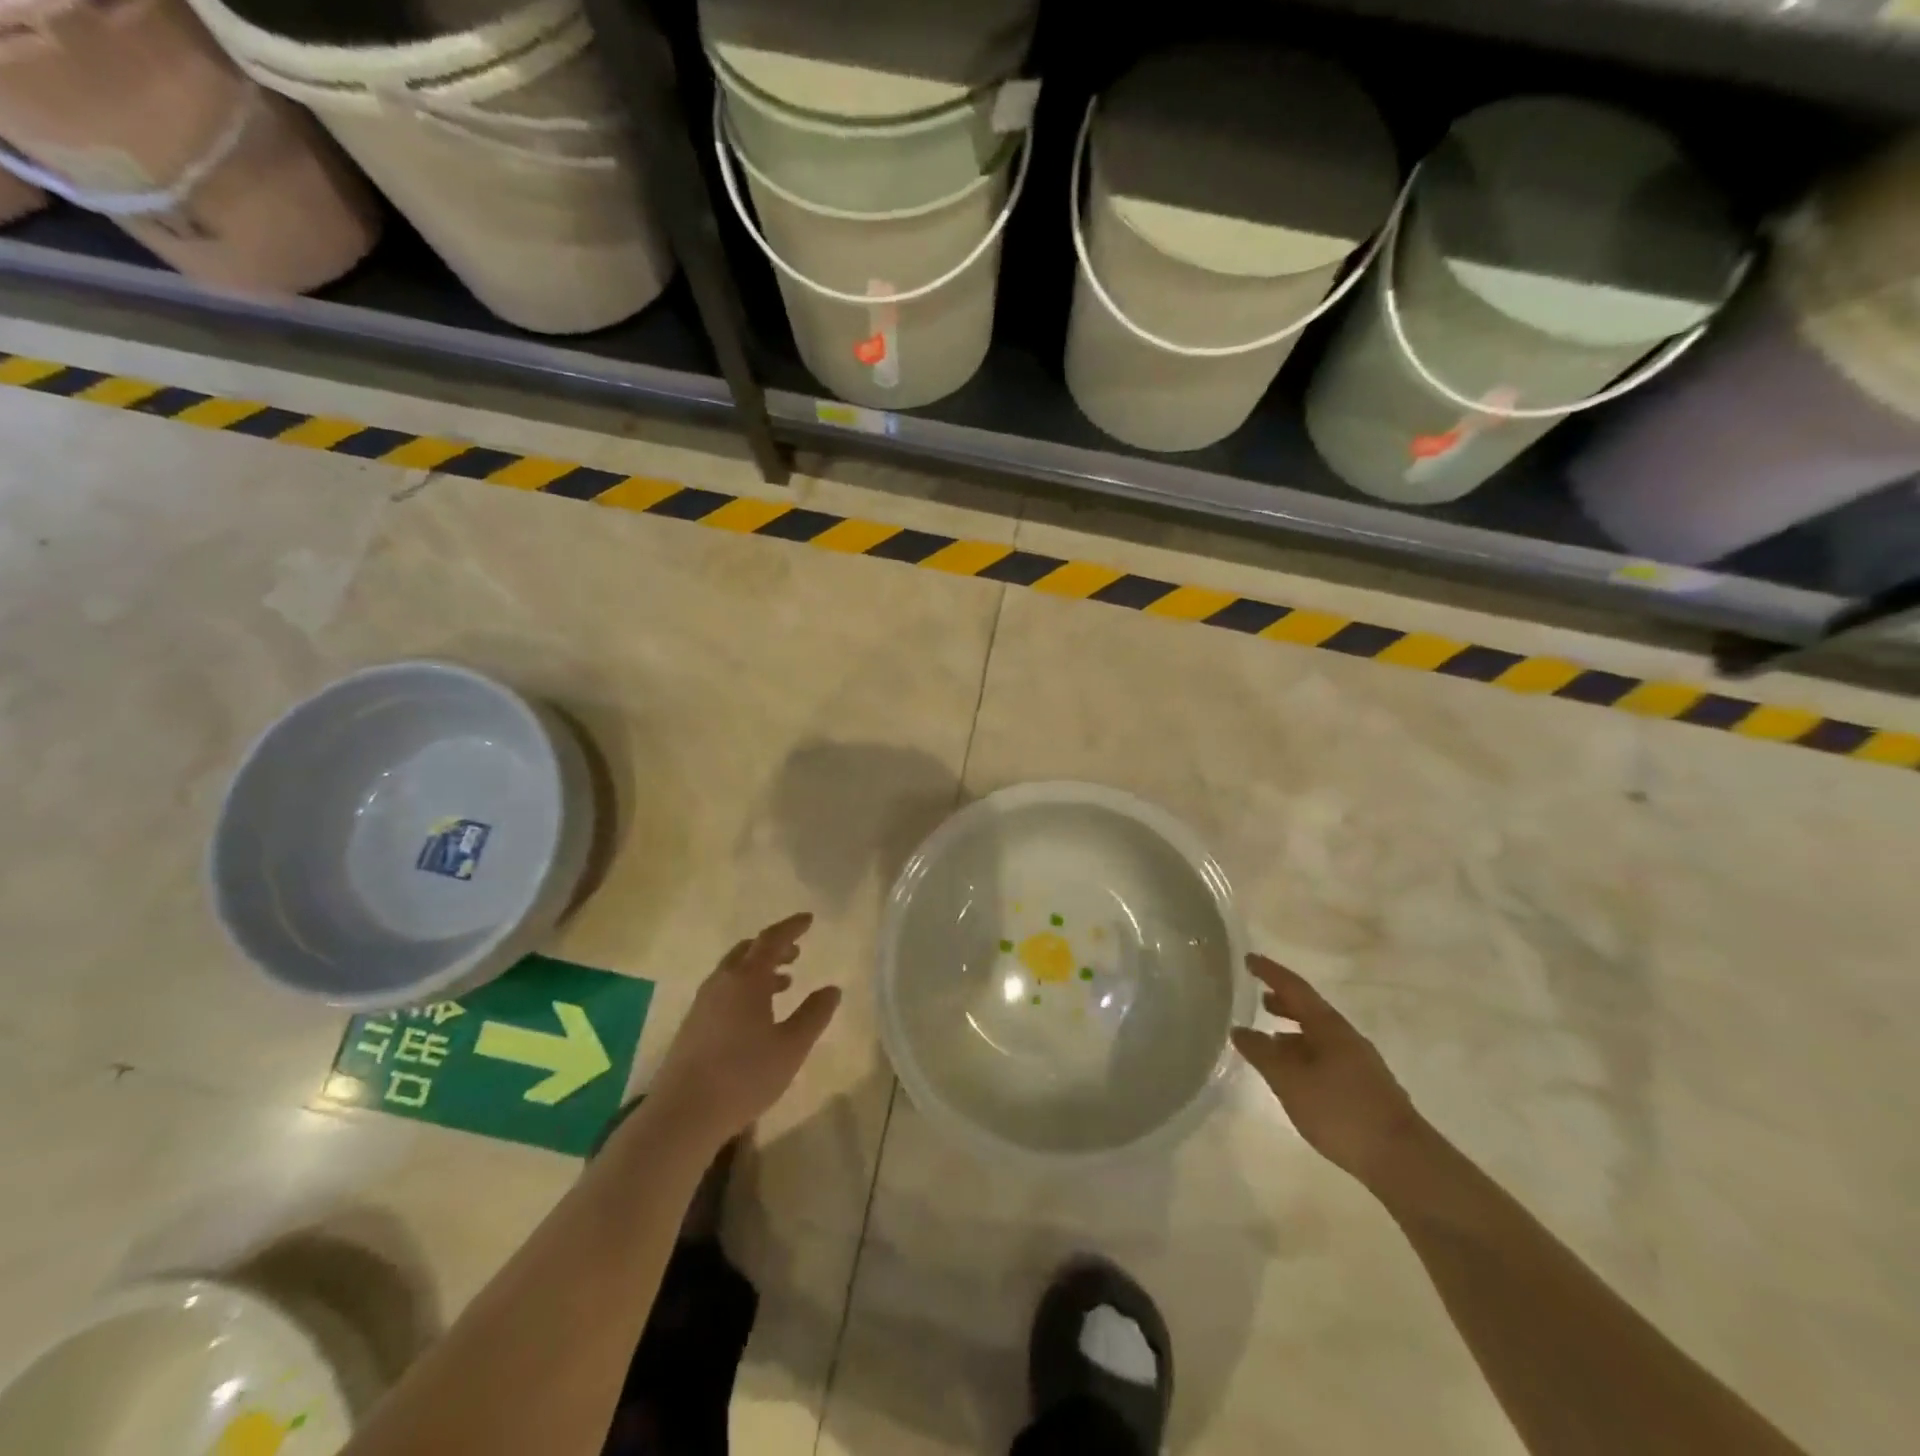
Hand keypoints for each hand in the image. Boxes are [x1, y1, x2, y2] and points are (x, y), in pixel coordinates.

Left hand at [649, 912, 840, 1147]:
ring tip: (784, 982)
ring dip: (759, 969)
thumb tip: (832, 989)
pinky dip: (745, 987)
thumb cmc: (744, 1076)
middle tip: (796, 952)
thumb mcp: (791, 1047)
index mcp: (746, 979)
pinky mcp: (692, 1025)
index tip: (809, 920)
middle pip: (748, 950)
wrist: (683, 1114)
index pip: (771, 940)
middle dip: (774, 947)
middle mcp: (721, 982)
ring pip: (734, 971)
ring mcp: (702, 1004)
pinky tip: (756, 1014)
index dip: (792, 927)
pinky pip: (724, 990)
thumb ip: (814, 1015)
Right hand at [1231, 955, 1424, 1186]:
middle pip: (1310, 1010)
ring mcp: (1359, 1063)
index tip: (1249, 959)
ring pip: (1319, 1036)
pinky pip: (1326, 1057)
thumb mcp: (1290, 1081)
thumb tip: (1240, 1030)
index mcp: (1329, 1027)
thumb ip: (1262, 1053)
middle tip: (1259, 998)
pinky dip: (1304, 1055)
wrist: (1403, 1160)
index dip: (1270, 972)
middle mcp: (1346, 1038)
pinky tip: (1295, 1075)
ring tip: (1270, 1039)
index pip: (1294, 988)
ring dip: (1293, 1032)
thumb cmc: (1341, 1111)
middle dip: (1283, 1002)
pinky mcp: (1365, 1088)